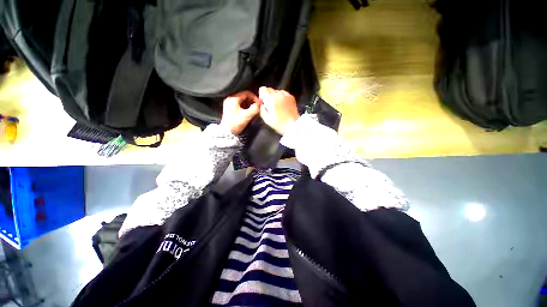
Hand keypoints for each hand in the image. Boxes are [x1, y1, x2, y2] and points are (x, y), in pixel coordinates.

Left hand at [220, 91, 260, 134]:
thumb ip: (255, 108)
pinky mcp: (230, 109)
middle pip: (244, 96)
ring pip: (242, 100)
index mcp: (233, 98)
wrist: (227, 132)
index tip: (259, 103)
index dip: (254, 97)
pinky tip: (250, 112)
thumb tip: (260, 104)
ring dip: (249, 104)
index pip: (246, 93)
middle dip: (252, 101)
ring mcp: (229, 104)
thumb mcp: (247, 116)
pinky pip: (240, 104)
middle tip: (258, 106)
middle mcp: (230, 99)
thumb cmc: (236, 123)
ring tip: (255, 110)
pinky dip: (246, 107)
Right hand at [259, 87, 299, 134]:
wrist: (293, 126)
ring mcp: (286, 95)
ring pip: (277, 91)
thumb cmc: (279, 124)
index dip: (261, 95)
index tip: (263, 102)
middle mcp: (278, 94)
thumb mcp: (266, 119)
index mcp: (271, 99)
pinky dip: (281, 97)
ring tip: (277, 106)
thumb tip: (261, 104)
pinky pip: (284, 93)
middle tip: (270, 105)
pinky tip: (283, 105)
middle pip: (269, 89)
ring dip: (275, 96)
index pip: (263, 89)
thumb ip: (261, 109)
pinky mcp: (291, 97)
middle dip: (268, 96)